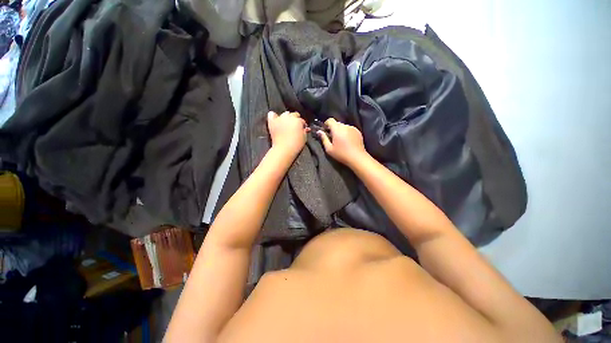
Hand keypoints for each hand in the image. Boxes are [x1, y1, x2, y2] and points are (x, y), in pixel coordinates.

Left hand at [267, 111, 308, 157]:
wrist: (284, 149)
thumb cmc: (296, 145)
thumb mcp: (304, 138)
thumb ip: (304, 131)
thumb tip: (304, 128)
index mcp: (298, 121)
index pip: (302, 120)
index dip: (302, 125)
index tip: (302, 129)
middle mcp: (289, 117)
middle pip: (294, 114)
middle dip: (295, 120)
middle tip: (295, 127)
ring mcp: (280, 118)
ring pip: (285, 114)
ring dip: (287, 118)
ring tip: (286, 124)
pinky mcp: (272, 122)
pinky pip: (272, 114)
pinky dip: (274, 116)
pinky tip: (276, 120)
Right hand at [317, 118, 366, 166]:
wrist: (357, 157)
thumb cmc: (341, 154)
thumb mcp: (329, 149)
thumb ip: (323, 138)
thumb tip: (319, 132)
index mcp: (337, 129)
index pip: (330, 120)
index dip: (326, 124)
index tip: (325, 130)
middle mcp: (345, 126)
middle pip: (337, 123)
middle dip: (333, 128)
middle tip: (332, 137)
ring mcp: (352, 128)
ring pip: (343, 126)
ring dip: (340, 131)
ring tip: (341, 140)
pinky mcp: (358, 131)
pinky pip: (350, 129)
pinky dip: (347, 132)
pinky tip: (347, 141)